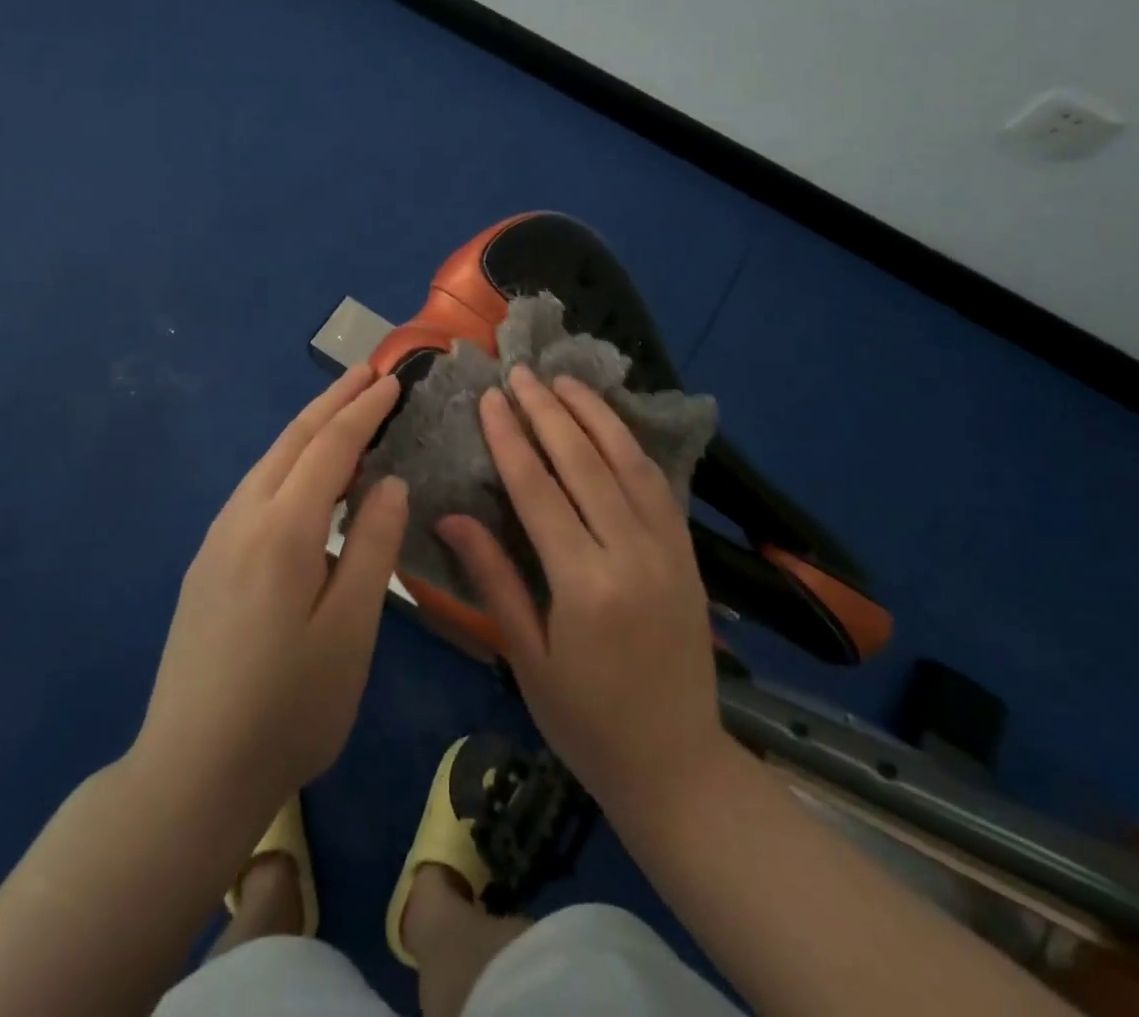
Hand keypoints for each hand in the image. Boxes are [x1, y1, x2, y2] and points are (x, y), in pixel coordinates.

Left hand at [134, 366, 407, 823]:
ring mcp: (217, 540)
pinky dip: (288, 463)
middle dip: (331, 402)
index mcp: (282, 531)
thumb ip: (373, 546)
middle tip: (367, 373)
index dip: (363, 411)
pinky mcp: (207, 563)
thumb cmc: (288, 707)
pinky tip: (303, 478)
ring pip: (268, 463)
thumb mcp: (350, 630)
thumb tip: (388, 481)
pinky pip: (255, 490)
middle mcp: (242, 519)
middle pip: (292, 442)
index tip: (391, 381)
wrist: (190, 772)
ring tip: (341, 411)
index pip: (330, 448)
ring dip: (307, 429)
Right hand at [437, 365, 724, 810]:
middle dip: (547, 412)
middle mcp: (631, 554)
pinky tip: (610, 424)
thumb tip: (451, 516)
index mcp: (585, 584)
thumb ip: (493, 578)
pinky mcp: (687, 554)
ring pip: (628, 462)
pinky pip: (657, 484)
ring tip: (564, 381)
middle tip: (521, 373)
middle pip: (584, 463)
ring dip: (594, 415)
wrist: (678, 765)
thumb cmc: (586, 721)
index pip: (539, 490)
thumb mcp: (527, 656)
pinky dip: (630, 445)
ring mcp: (667, 550)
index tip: (491, 399)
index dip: (511, 439)